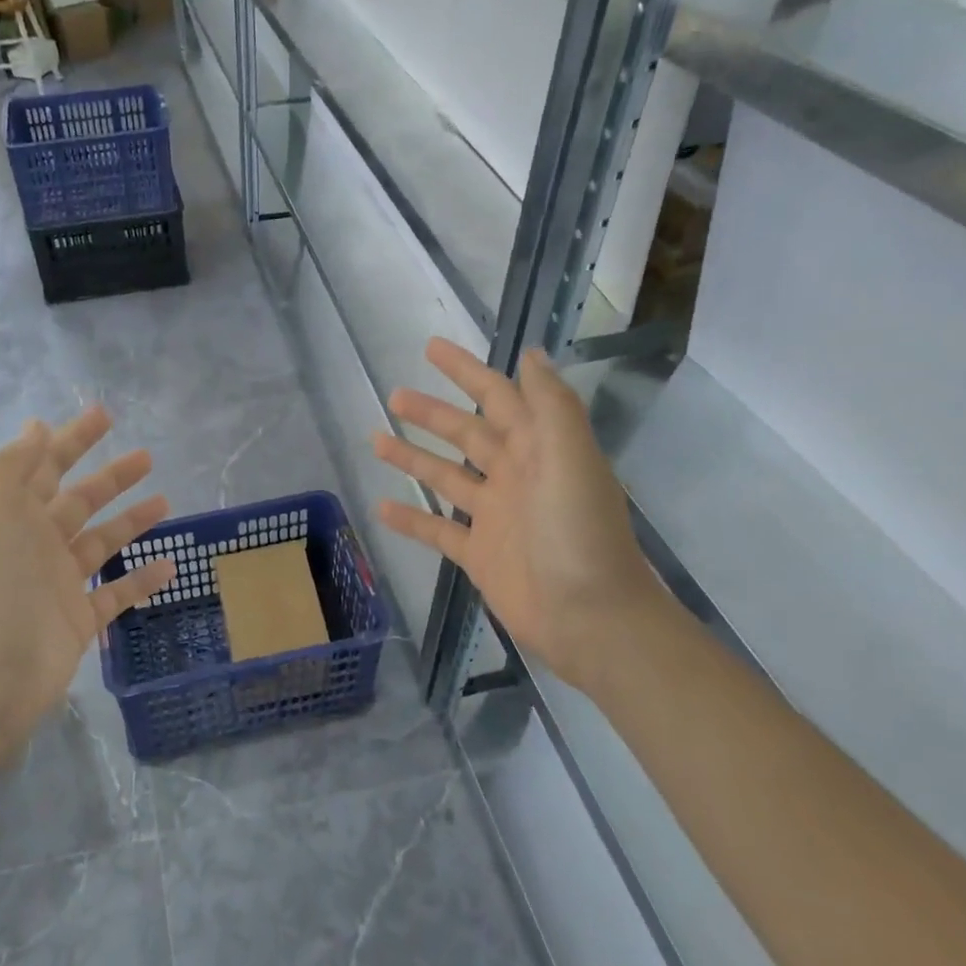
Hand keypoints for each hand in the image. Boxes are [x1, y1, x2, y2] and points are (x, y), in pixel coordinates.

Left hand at [0, 408, 175, 758]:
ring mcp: (58, 584)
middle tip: (147, 456)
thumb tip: (36, 427)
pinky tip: (170, 565)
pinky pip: (116, 592)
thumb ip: (15, 466)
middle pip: (79, 501)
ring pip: (101, 543)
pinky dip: (141, 578)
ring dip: (131, 521)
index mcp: (11, 516)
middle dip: (110, 477)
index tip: (105, 415)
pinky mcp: (79, 620)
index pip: (45, 466)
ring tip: (166, 502)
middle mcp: (34, 545)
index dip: (73, 439)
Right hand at [371, 339, 666, 686]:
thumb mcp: (571, 458)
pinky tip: (381, 507)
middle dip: (432, 413)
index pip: (498, 397)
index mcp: (538, 449)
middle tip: (395, 395)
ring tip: (375, 439)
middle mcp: (515, 476)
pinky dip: (411, 519)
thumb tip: (530, 354)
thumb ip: (550, 405)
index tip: (431, 348)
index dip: (467, 371)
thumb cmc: (578, 532)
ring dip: (413, 458)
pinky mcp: (478, 553)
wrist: (589, 617)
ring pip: (446, 477)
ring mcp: (494, 516)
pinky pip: (437, 530)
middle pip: (466, 434)